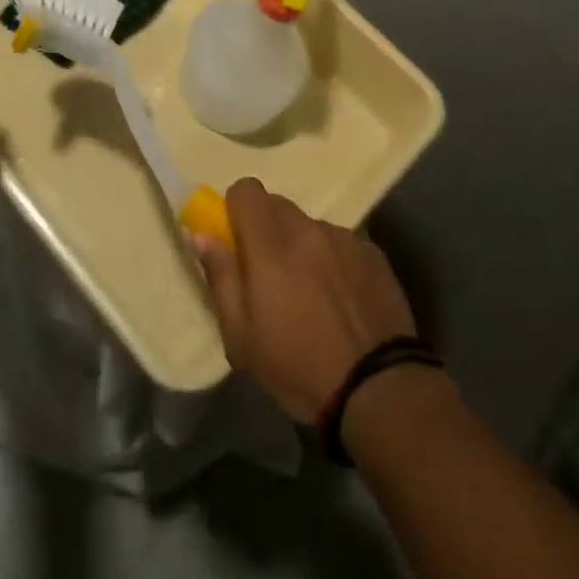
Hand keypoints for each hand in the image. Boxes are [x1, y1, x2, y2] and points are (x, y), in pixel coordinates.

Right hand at [191, 178, 418, 422]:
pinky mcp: (373, 253)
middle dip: (266, 230)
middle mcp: (309, 229)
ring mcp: (345, 238)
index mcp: (271, 244)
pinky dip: (332, 260)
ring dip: (301, 246)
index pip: (247, 190)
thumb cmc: (298, 369)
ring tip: (310, 294)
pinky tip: (341, 300)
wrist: (378, 388)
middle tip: (268, 275)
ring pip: (310, 226)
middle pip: (278, 205)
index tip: (236, 242)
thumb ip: (220, 277)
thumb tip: (200, 235)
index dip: (236, 210)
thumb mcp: (241, 337)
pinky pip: (341, 243)